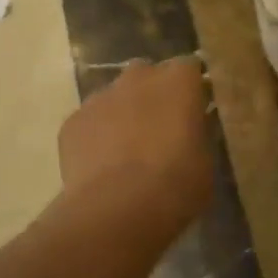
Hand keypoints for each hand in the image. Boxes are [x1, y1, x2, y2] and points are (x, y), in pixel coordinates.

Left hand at [59, 58, 212, 232]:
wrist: (117, 210)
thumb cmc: (175, 185)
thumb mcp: (205, 161)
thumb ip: (198, 134)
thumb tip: (192, 127)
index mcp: (178, 81)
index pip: (189, 67)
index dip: (191, 88)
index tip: (195, 109)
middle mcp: (138, 77)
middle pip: (148, 74)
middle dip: (153, 94)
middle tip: (161, 127)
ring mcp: (100, 97)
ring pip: (115, 96)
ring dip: (123, 113)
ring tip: (127, 150)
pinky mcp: (72, 121)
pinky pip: (89, 121)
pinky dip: (96, 135)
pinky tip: (101, 165)